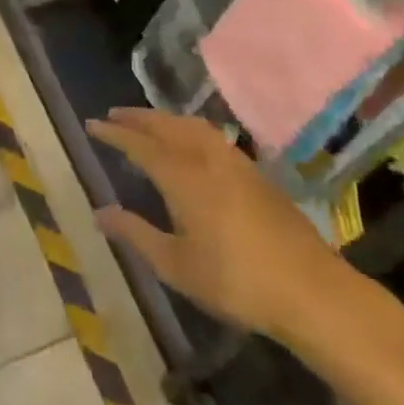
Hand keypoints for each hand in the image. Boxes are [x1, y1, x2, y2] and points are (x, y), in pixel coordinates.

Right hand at [87, 107, 358, 343]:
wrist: (310, 289)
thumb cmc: (235, 281)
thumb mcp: (176, 265)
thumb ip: (136, 234)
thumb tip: (99, 213)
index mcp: (182, 176)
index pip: (140, 144)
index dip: (114, 133)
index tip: (93, 124)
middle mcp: (206, 158)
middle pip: (166, 125)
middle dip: (138, 118)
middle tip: (115, 115)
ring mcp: (235, 162)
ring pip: (192, 126)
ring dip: (165, 119)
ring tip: (148, 123)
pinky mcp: (255, 173)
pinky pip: (211, 135)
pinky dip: (189, 129)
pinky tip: (190, 143)